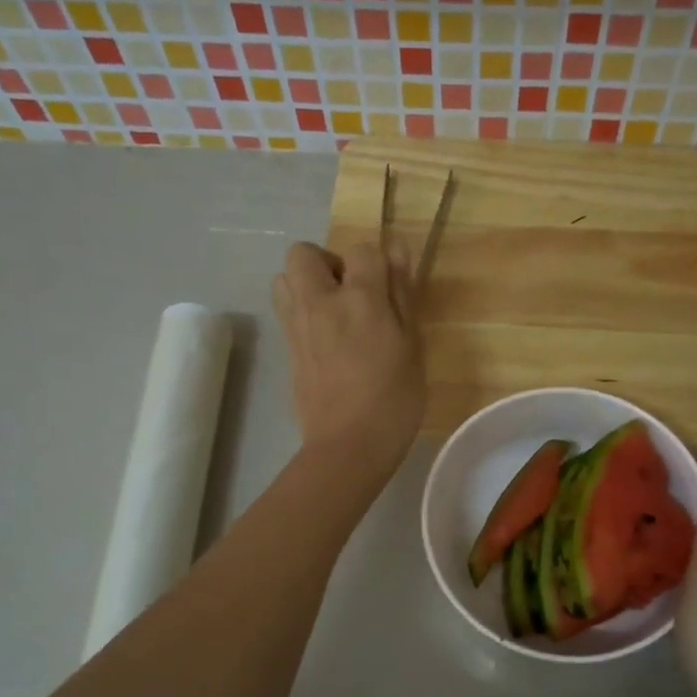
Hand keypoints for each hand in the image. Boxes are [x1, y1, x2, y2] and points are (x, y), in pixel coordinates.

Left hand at [272, 238, 424, 482]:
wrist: (348, 447)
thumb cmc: (394, 400)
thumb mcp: (412, 346)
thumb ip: (401, 295)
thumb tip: (395, 249)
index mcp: (359, 299)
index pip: (362, 250)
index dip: (378, 262)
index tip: (390, 287)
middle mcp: (319, 303)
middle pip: (304, 253)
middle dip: (328, 263)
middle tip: (353, 295)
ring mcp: (297, 326)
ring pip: (284, 279)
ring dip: (307, 285)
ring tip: (334, 314)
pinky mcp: (286, 350)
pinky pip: (286, 312)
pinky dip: (303, 314)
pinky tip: (327, 342)